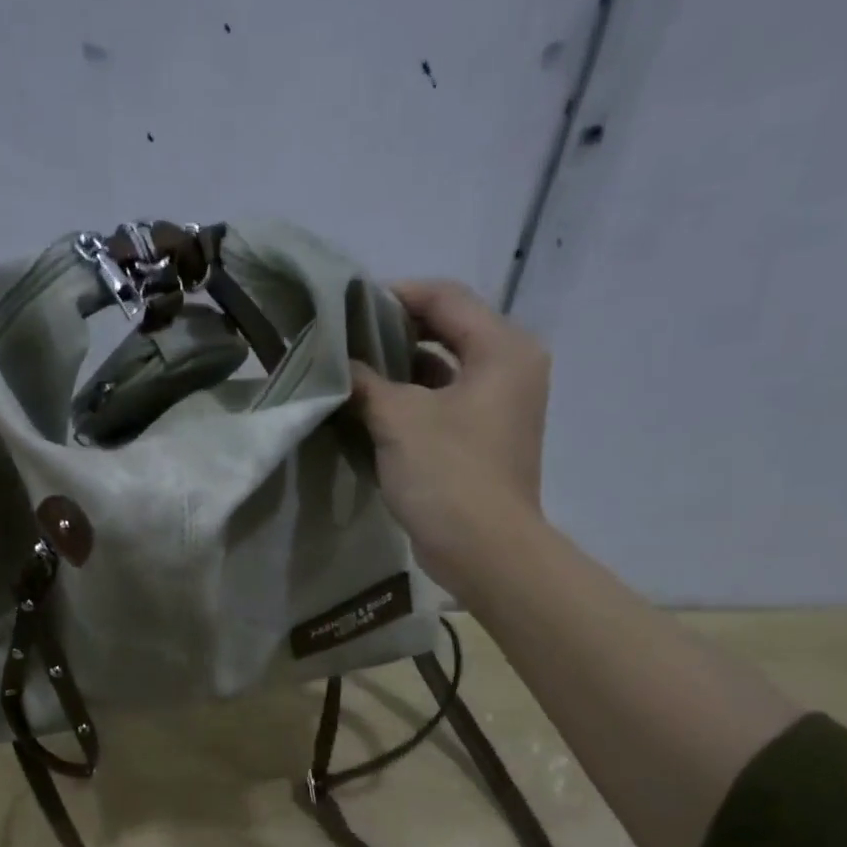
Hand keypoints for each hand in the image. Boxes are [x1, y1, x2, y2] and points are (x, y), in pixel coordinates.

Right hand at [350, 279, 549, 595]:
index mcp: (502, 349)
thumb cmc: (449, 474)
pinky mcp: (482, 439)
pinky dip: (409, 402)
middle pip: (447, 330)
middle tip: (345, 339)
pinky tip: (369, 409)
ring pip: (442, 370)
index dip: (395, 294)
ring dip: (398, 370)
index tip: (348, 306)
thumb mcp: (399, 420)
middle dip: (394, 332)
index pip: (446, 297)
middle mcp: (509, 368)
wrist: (485, 551)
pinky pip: (442, 404)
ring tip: (350, 371)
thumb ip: (365, 382)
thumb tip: (337, 365)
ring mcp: (498, 407)